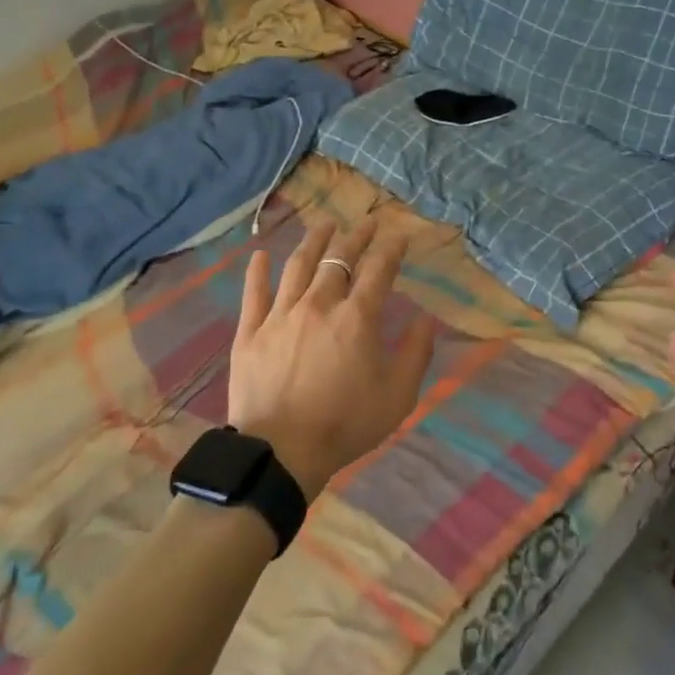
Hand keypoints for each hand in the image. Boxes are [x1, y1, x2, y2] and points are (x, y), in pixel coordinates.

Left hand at [228, 217, 435, 497]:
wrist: (282, 451)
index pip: (378, 270)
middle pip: (339, 259)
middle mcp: (319, 304)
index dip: (391, 249)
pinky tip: (260, 254)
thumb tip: (424, 318)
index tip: (399, 236)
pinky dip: (258, 271)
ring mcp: (280, 315)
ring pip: (298, 266)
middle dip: (355, 237)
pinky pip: (254, 293)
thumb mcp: (398, 396)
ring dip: (313, 241)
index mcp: (356, 318)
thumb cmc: (346, 424)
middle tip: (365, 223)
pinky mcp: (250, 331)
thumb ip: (416, 353)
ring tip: (323, 224)